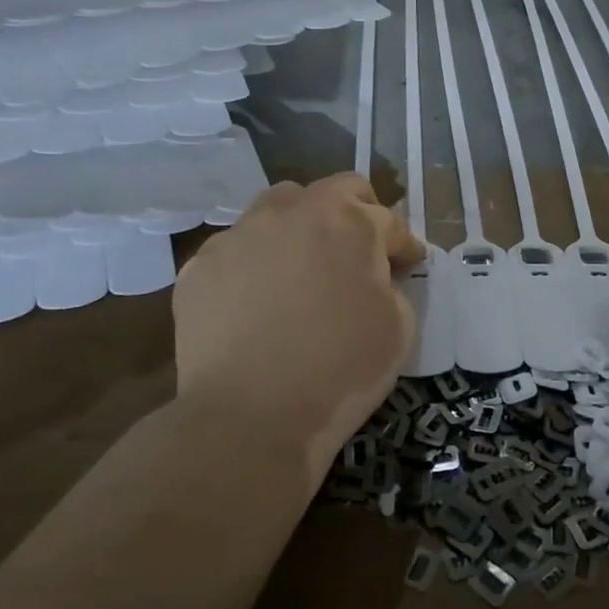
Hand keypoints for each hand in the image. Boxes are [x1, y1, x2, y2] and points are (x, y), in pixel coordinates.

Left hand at [173, 175, 422, 491]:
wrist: (249, 417)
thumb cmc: (340, 370)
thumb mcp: (399, 327)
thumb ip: (393, 286)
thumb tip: (376, 278)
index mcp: (347, 221)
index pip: (388, 220)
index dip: (404, 245)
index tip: (409, 265)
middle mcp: (290, 212)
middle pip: (333, 191)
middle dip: (357, 214)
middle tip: (361, 252)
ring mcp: (238, 235)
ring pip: (277, 208)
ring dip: (301, 227)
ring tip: (304, 268)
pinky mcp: (200, 266)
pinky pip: (237, 250)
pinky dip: (257, 264)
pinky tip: (258, 302)